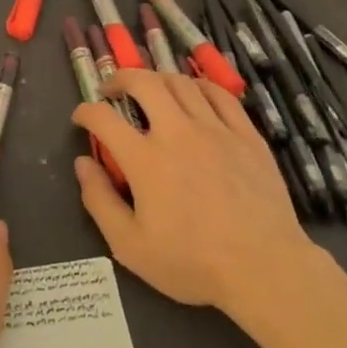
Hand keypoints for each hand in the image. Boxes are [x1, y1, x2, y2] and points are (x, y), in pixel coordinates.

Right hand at [73, 70, 315, 311]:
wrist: (265, 269)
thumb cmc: (193, 263)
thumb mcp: (130, 246)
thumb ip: (99, 201)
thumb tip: (82, 163)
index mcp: (145, 159)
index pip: (103, 117)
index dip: (85, 111)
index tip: (81, 118)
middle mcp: (177, 132)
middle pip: (143, 82)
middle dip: (120, 78)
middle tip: (112, 89)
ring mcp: (215, 129)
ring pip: (181, 83)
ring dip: (157, 79)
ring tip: (150, 90)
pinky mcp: (246, 135)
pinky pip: (220, 94)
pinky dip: (199, 86)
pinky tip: (194, 94)